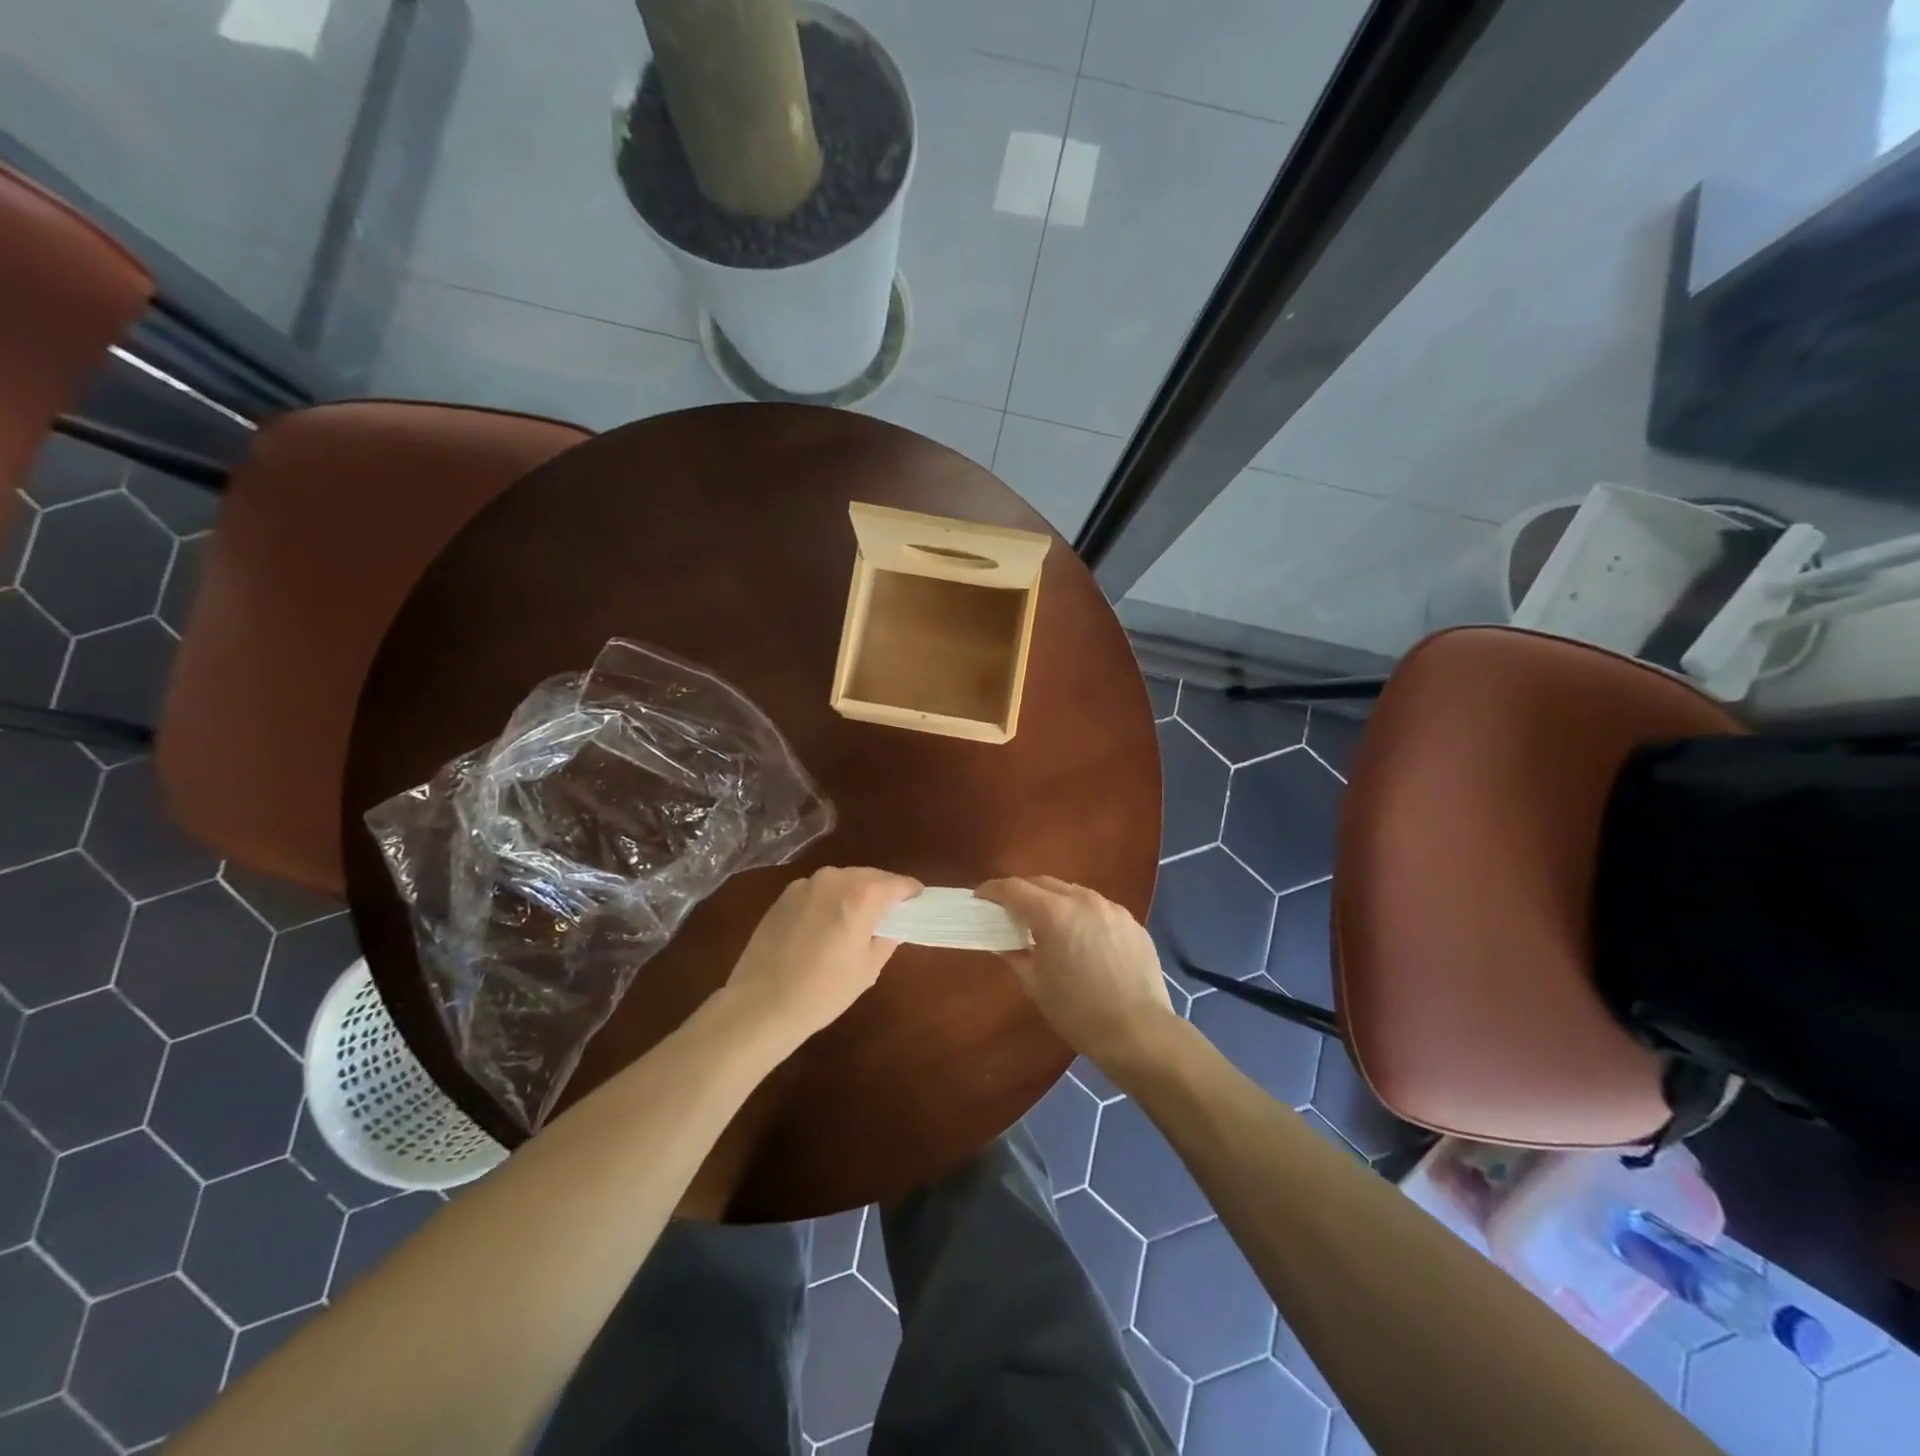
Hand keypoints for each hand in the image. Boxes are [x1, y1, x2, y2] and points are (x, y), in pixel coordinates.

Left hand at [724, 867, 921, 1046]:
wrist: (761, 1004)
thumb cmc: (823, 991)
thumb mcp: (868, 969)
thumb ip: (887, 938)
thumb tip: (892, 924)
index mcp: (861, 895)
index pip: (897, 884)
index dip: (911, 893)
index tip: (918, 903)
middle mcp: (834, 879)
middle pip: (869, 876)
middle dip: (883, 891)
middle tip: (890, 914)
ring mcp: (805, 884)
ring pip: (842, 881)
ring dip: (855, 893)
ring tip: (856, 920)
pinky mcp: (784, 896)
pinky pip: (818, 891)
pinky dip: (829, 901)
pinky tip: (824, 927)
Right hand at [974, 876, 1176, 1068]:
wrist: (1140, 1032)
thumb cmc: (1079, 1012)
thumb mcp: (1036, 985)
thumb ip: (1015, 955)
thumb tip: (1002, 942)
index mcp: (1054, 913)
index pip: (1014, 889)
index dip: (992, 891)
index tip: (980, 898)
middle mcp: (1083, 900)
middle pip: (1044, 883)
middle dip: (1023, 892)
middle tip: (1009, 911)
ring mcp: (1112, 908)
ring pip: (1073, 893)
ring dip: (1054, 901)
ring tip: (1046, 924)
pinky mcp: (1132, 922)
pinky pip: (1098, 909)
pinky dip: (1081, 915)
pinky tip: (1081, 939)